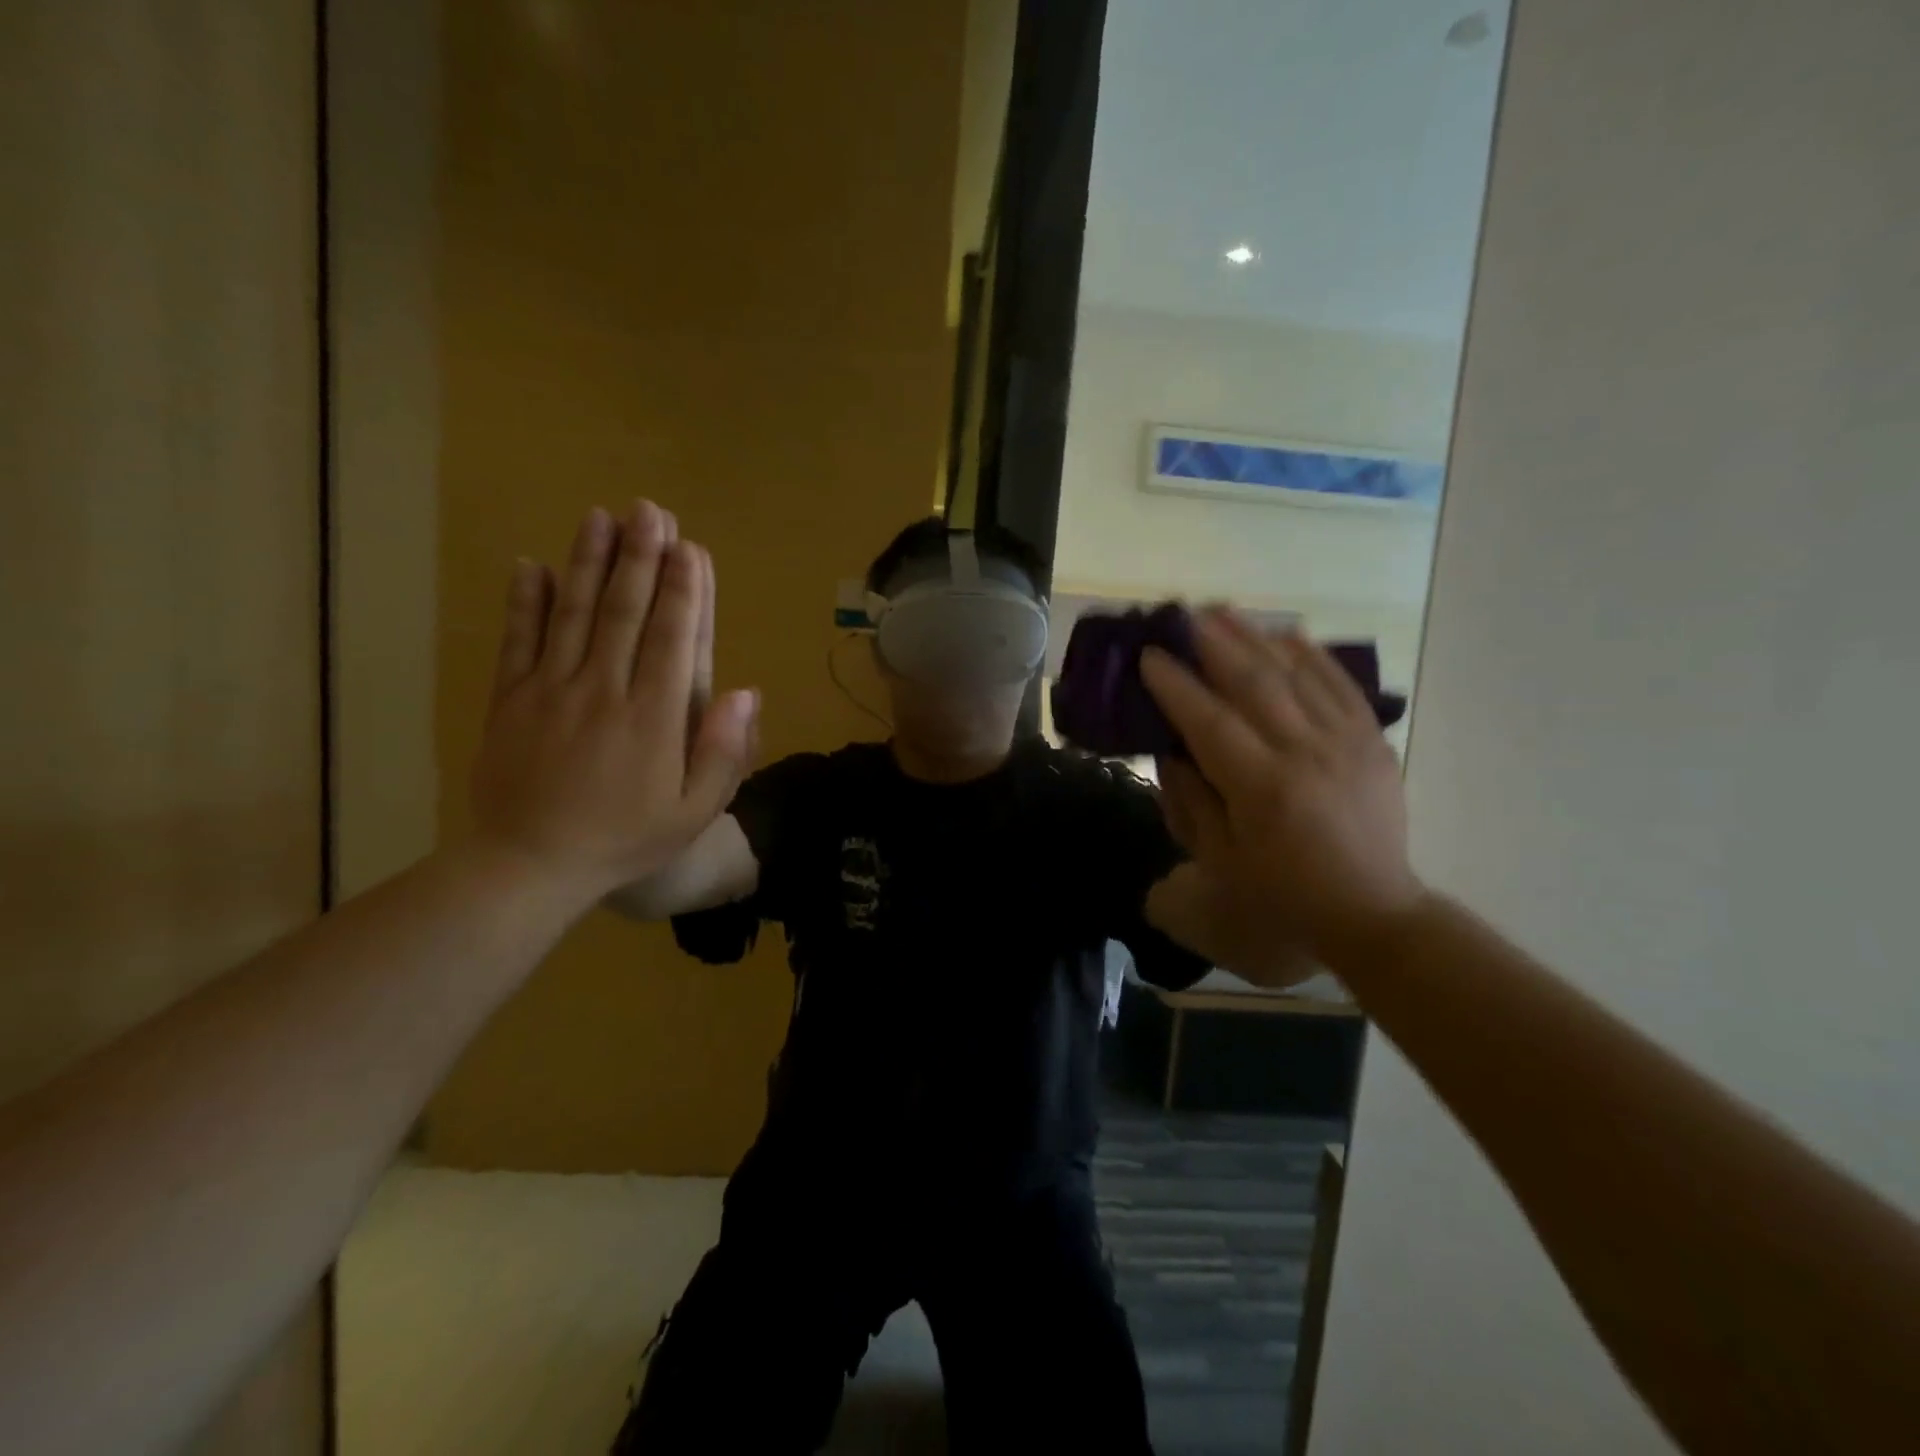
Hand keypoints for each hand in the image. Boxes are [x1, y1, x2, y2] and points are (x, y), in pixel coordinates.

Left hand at [469, 500, 758, 904]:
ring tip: (600, 517)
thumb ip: (724, 752)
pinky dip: (524, 601)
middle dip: (638, 557)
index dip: (682, 589)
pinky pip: (518, 641)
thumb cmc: (625, 839)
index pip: (671, 637)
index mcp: (652, 717)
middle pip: (622, 611)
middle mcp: (602, 689)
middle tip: (648, 510)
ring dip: (588, 562)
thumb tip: (746, 692)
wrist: (531, 866)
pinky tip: (531, 565)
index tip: (689, 547)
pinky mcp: (510, 700)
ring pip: (572, 613)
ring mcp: (550, 690)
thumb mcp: (694, 812)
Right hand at [1142, 611, 1425, 972]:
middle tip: (1183, 615)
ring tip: (1224, 610)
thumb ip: (1190, 799)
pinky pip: (1340, 685)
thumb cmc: (1282, 894)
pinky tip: (1286, 634)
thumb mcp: (1218, 860)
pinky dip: (1312, 655)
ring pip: (1297, 674)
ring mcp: (1346, 742)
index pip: (1209, 721)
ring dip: (1256, 637)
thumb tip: (1170, 749)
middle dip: (1213, 644)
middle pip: (1255, 683)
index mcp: (1262, 789)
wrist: (1369, 913)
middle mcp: (1305, 754)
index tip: (1150, 655)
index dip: (1176, 685)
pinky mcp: (1372, 742)